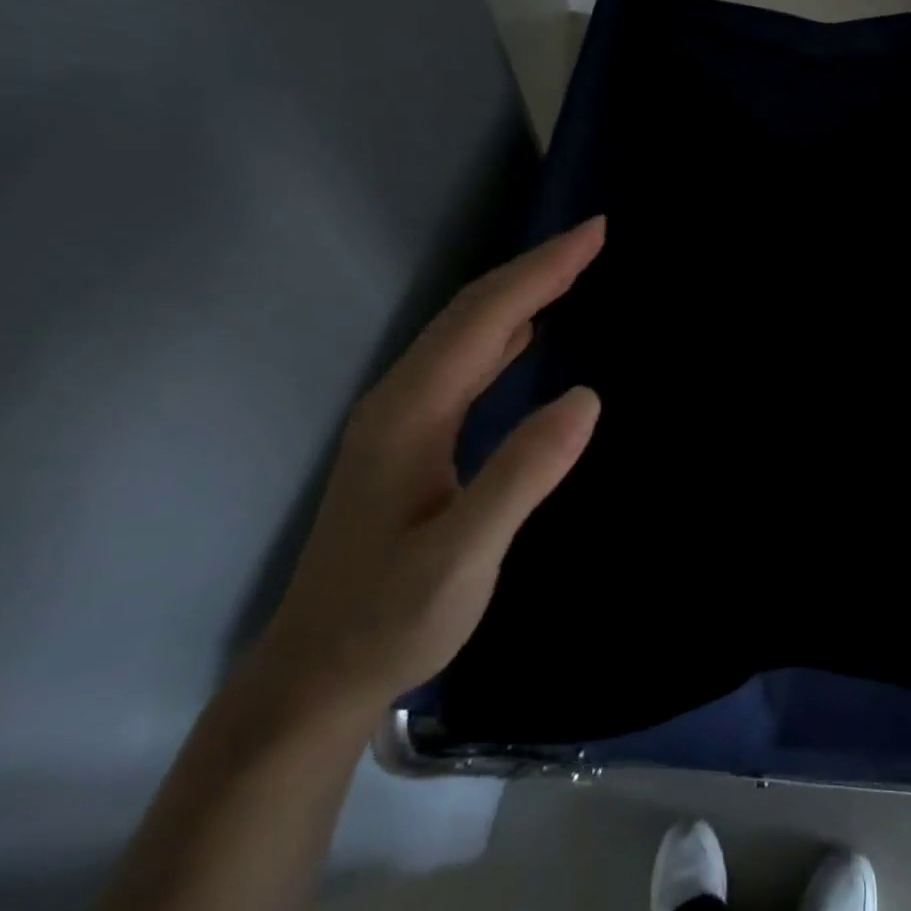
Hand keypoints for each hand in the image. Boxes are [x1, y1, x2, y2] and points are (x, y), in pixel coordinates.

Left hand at [249, 218, 605, 729]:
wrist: (315, 677)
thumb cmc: (390, 617)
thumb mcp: (463, 555)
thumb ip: (521, 473)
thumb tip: (585, 397)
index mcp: (411, 413)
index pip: (485, 319)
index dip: (542, 270)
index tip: (594, 233)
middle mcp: (401, 402)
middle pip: (471, 314)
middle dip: (534, 268)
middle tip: (594, 240)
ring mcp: (400, 422)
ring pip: (465, 336)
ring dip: (519, 295)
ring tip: (570, 272)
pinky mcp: (409, 444)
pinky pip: (464, 365)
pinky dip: (503, 333)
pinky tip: (526, 337)